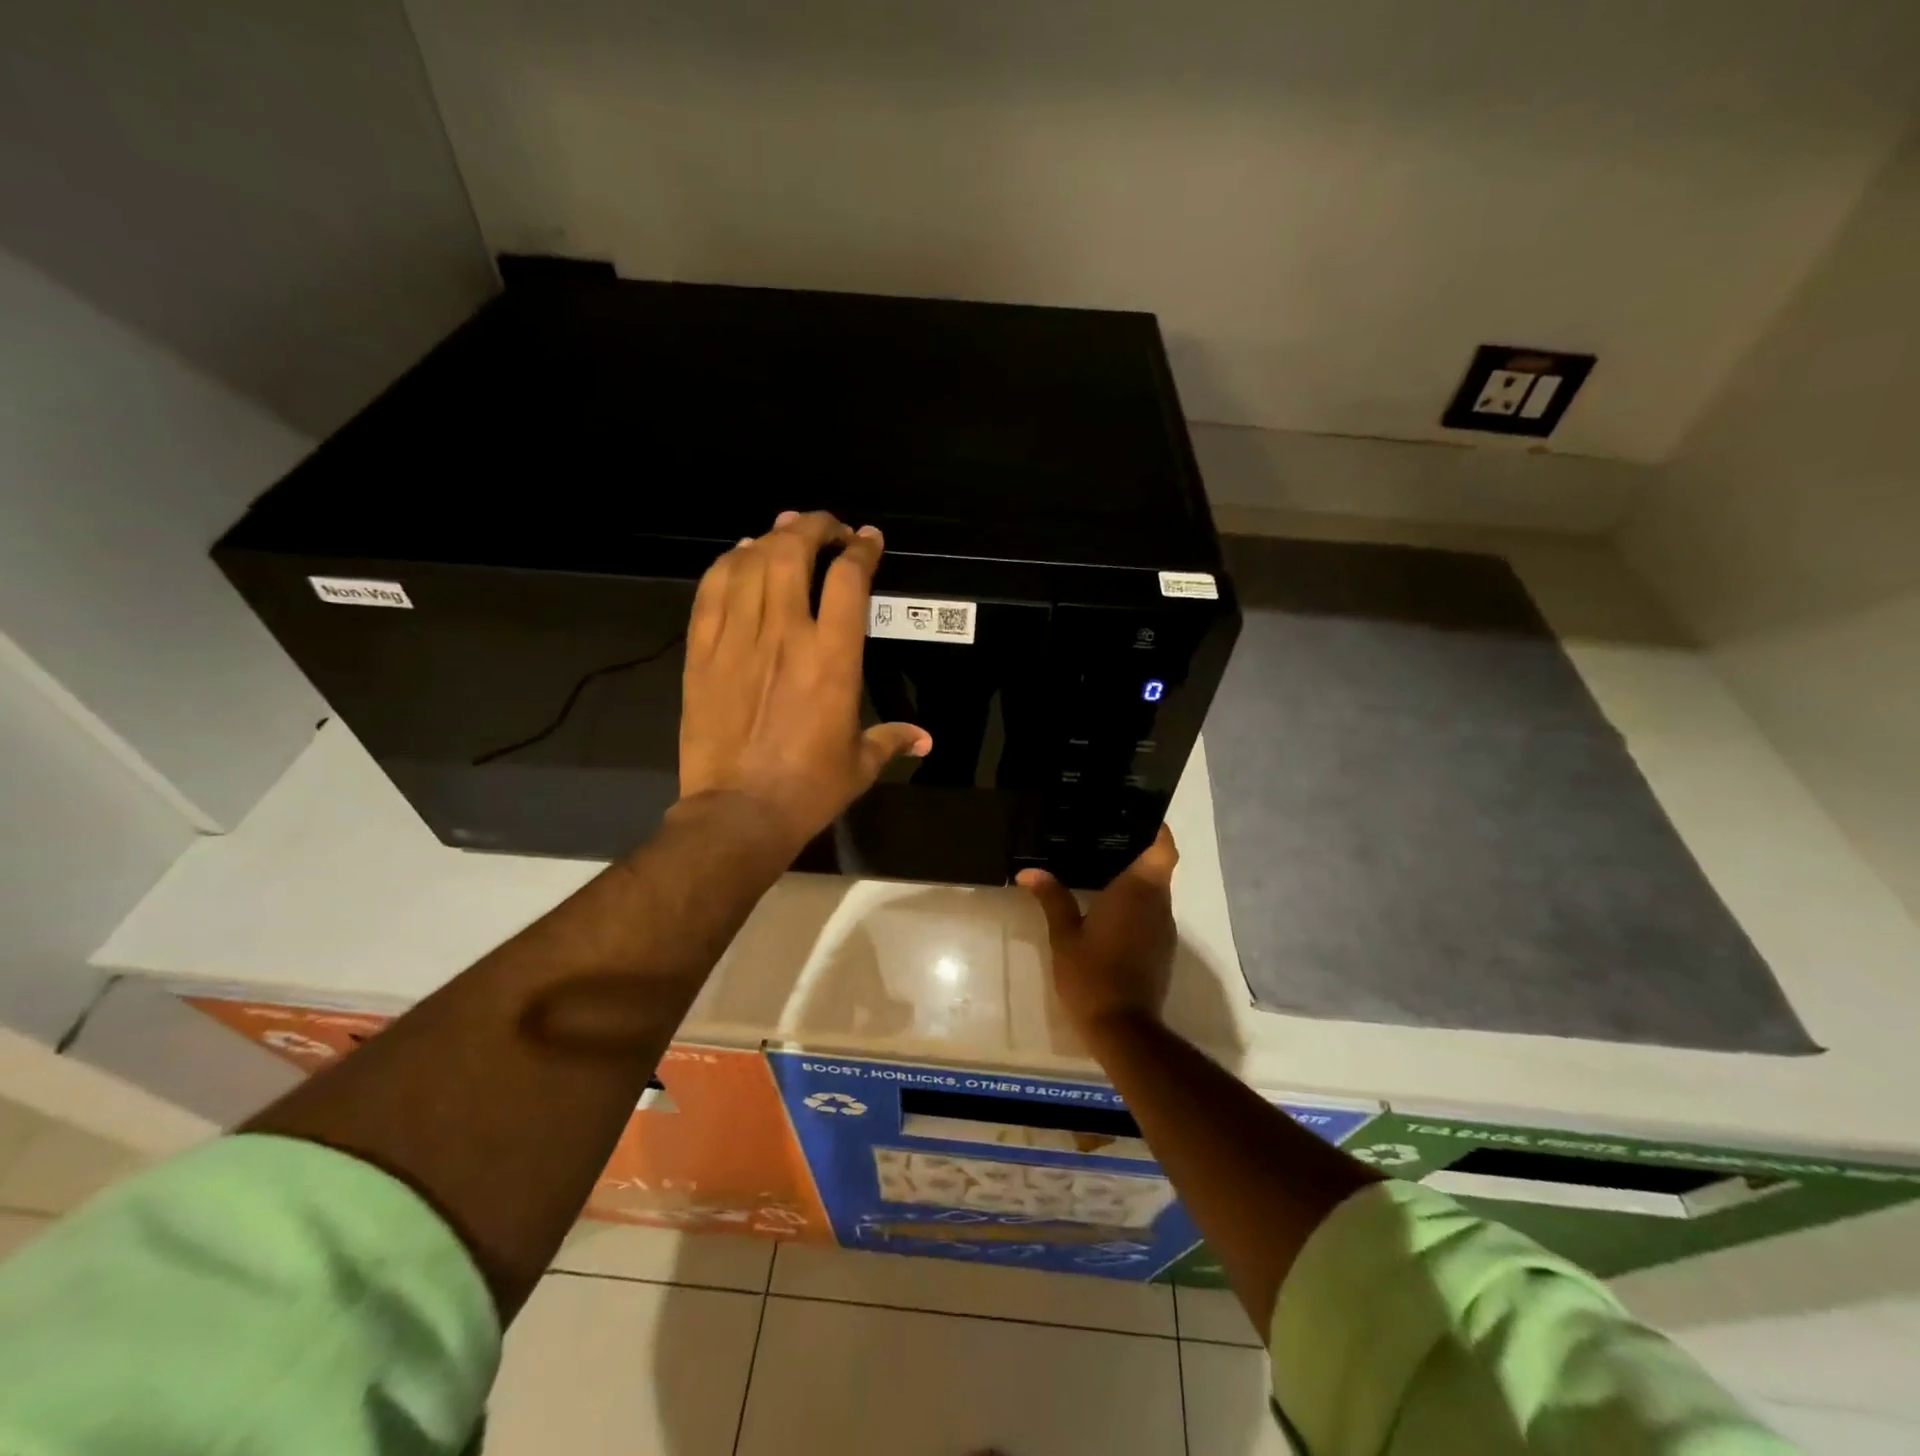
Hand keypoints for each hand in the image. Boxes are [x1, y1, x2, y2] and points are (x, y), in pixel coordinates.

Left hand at [679, 510, 930, 849]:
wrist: (739, 811)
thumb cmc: (809, 788)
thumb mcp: (860, 764)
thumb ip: (893, 740)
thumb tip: (925, 740)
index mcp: (833, 658)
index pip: (848, 580)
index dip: (861, 549)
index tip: (868, 540)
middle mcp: (785, 635)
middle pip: (792, 552)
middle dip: (813, 527)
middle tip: (826, 527)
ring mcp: (738, 639)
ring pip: (750, 563)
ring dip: (771, 538)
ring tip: (784, 532)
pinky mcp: (703, 652)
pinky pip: (711, 590)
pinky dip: (727, 564)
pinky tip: (739, 557)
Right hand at [1016, 826, 1178, 1034]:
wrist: (1123, 1028)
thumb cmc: (1092, 975)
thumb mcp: (1064, 935)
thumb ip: (1052, 898)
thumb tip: (1029, 872)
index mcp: (1138, 892)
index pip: (1163, 849)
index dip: (1156, 830)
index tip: (1136, 818)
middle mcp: (1158, 905)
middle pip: (1158, 868)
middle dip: (1136, 853)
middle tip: (1103, 839)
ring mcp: (1163, 930)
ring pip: (1156, 893)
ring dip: (1135, 882)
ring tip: (1100, 870)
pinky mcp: (1162, 950)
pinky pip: (1152, 914)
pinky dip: (1135, 906)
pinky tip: (1107, 910)